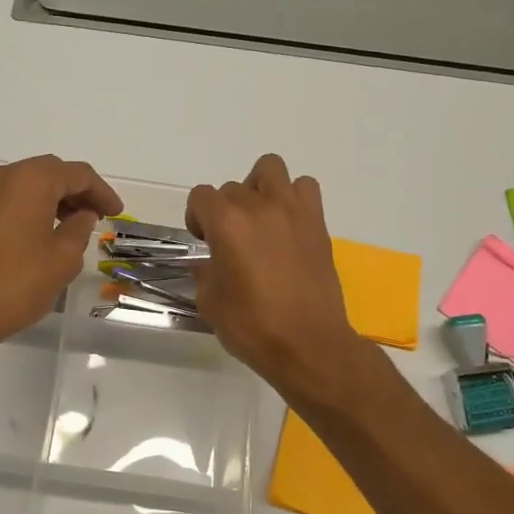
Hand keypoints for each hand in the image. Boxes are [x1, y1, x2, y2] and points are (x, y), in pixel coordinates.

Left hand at [0, 155, 123, 357]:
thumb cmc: (17, 283)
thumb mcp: (63, 259)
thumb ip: (79, 229)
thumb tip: (82, 215)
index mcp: (29, 180)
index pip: (77, 174)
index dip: (102, 192)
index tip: (116, 212)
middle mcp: (1, 177)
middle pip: (48, 173)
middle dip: (76, 192)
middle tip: (97, 216)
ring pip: (25, 186)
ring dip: (51, 200)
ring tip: (71, 226)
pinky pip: (6, 201)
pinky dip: (28, 209)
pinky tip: (39, 235)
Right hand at [185, 154, 363, 395]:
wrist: (307, 344)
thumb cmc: (252, 326)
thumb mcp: (210, 303)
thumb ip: (204, 273)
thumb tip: (207, 264)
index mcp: (226, 223)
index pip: (201, 196)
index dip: (196, 217)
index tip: (204, 242)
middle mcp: (258, 206)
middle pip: (233, 187)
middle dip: (225, 210)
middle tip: (231, 241)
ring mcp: (292, 211)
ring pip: (270, 169)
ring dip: (259, 188)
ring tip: (260, 219)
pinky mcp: (317, 223)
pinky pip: (305, 187)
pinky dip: (294, 197)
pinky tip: (288, 225)